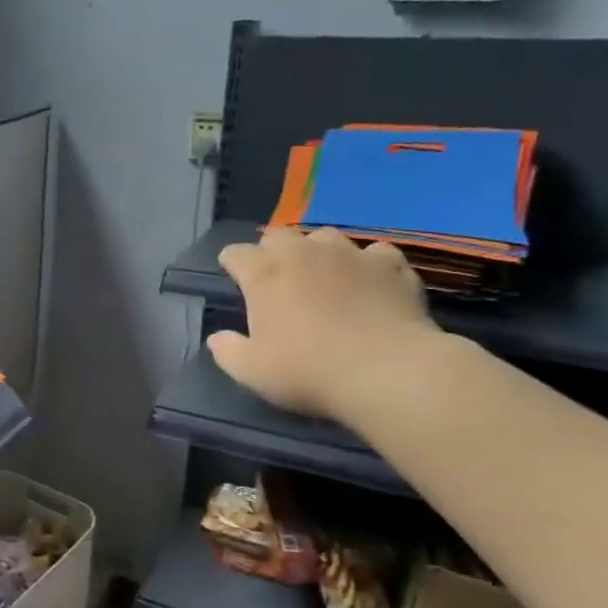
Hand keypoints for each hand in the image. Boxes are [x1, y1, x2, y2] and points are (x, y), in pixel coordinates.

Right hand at [207, 228, 439, 422]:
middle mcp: (304, 252)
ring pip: (326, 237)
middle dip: (271, 251)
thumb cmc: (307, 371)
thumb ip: (227, 351)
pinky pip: (375, 253)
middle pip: (278, 235)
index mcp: (264, 274)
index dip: (231, 264)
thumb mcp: (251, 371)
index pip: (236, 253)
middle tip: (276, 279)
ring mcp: (351, 254)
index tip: (233, 279)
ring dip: (317, 252)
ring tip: (323, 276)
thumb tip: (217, 338)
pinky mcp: (391, 265)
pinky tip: (370, 283)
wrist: (386, 371)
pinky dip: (368, 265)